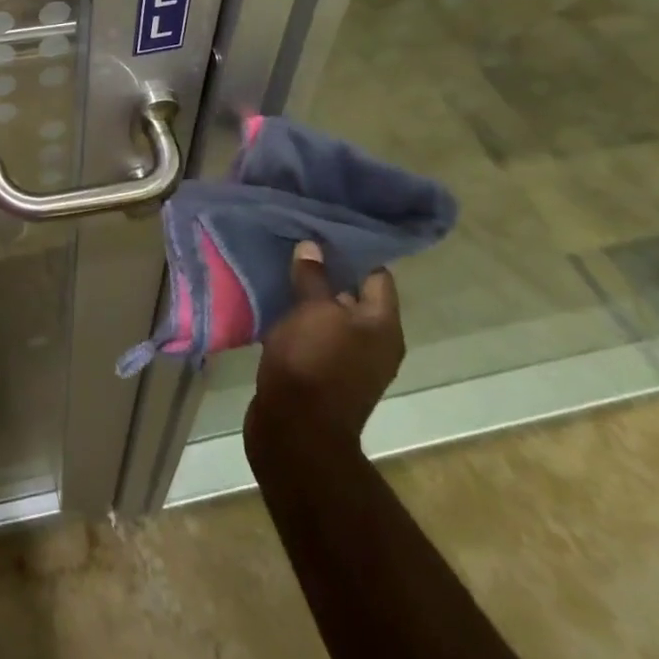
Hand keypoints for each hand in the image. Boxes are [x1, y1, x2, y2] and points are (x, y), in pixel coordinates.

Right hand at [246, 243, 404, 453]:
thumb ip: (314, 277)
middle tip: (298, 241)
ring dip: (310, 294)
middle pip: (353, 295)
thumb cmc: (313, 362)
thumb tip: (312, 247)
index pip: (377, 275)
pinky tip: (275, 301)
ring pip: (331, 315)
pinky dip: (299, 318)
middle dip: (327, 270)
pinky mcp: (322, 374)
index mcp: (383, 327)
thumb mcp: (312, 311)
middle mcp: (373, 343)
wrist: (295, 431)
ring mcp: (348, 361)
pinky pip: (314, 334)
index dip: (354, 251)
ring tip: (282, 265)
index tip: (325, 228)